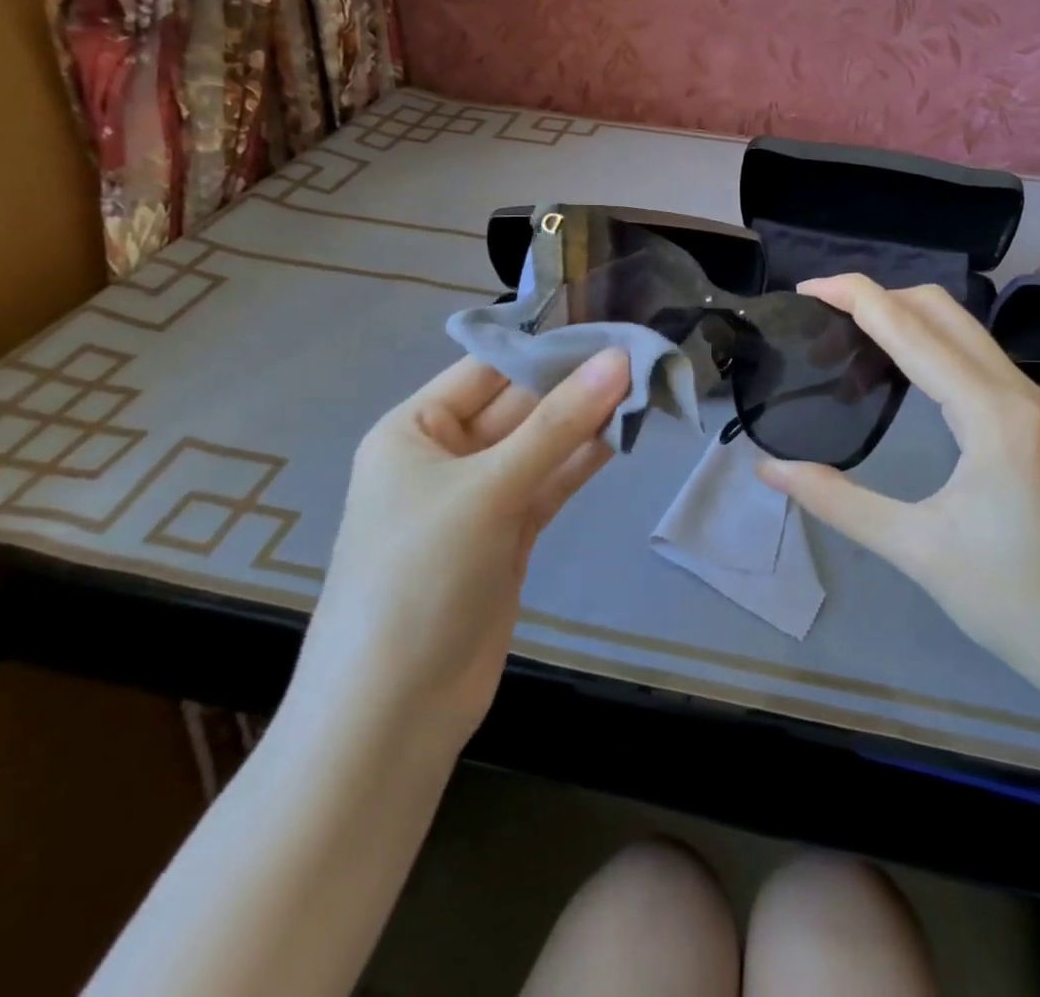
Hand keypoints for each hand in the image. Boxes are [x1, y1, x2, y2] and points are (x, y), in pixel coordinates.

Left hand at [290, 350, 630, 742]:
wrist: (394, 712)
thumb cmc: (420, 576)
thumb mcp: (488, 489)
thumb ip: (558, 424)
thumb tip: (618, 360)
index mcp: (415, 430)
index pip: (488, 369)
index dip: (547, 347)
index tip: (610, 328)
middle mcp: (445, 456)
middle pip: (520, 406)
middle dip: (576, 385)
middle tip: (642, 357)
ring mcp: (480, 498)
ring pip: (541, 445)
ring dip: (588, 422)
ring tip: (646, 389)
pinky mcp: (508, 535)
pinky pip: (550, 484)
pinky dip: (583, 462)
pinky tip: (624, 435)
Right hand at [757, 277, 1039, 705]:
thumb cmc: (1012, 600)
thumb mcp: (915, 549)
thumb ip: (837, 500)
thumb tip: (769, 469)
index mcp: (991, 413)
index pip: (913, 330)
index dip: (857, 298)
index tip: (806, 288)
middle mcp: (1015, 393)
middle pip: (942, 311)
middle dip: (880, 297)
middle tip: (822, 314)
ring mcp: (1030, 406)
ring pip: (962, 331)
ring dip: (905, 319)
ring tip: (849, 337)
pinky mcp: (1032, 423)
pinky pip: (974, 359)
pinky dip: (929, 346)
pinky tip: (898, 371)